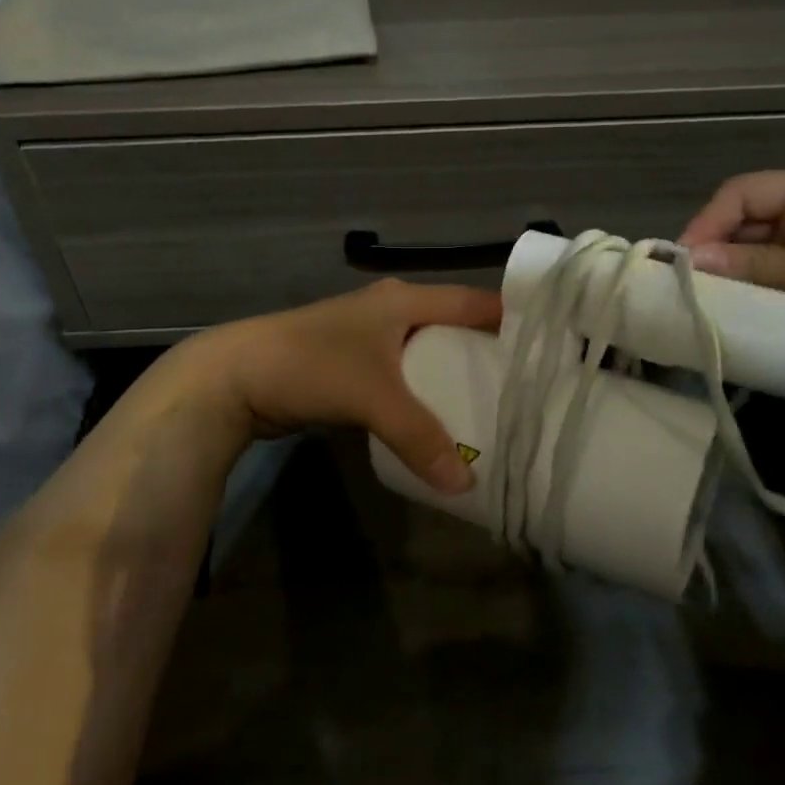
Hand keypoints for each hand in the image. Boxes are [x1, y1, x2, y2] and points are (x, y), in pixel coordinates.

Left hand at [174, 279, 501, 495]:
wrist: (234, 376)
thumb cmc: (310, 366)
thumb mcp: (372, 397)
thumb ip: (419, 437)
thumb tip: (466, 484)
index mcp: (404, 300)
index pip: (474, 302)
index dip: (511, 319)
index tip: (549, 348)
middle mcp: (392, 311)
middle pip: (454, 328)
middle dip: (487, 355)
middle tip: (527, 390)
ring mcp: (369, 338)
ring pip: (427, 354)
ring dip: (454, 377)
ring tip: (494, 410)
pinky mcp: (351, 365)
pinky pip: (403, 377)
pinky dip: (424, 395)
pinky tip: (441, 421)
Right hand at [678, 170, 784, 347]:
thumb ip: (746, 263)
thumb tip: (689, 260)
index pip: (745, 191)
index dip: (708, 220)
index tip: (683, 260)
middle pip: (754, 215)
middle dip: (722, 245)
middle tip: (695, 282)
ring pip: (767, 244)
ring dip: (741, 267)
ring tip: (716, 296)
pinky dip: (764, 283)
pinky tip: (749, 304)